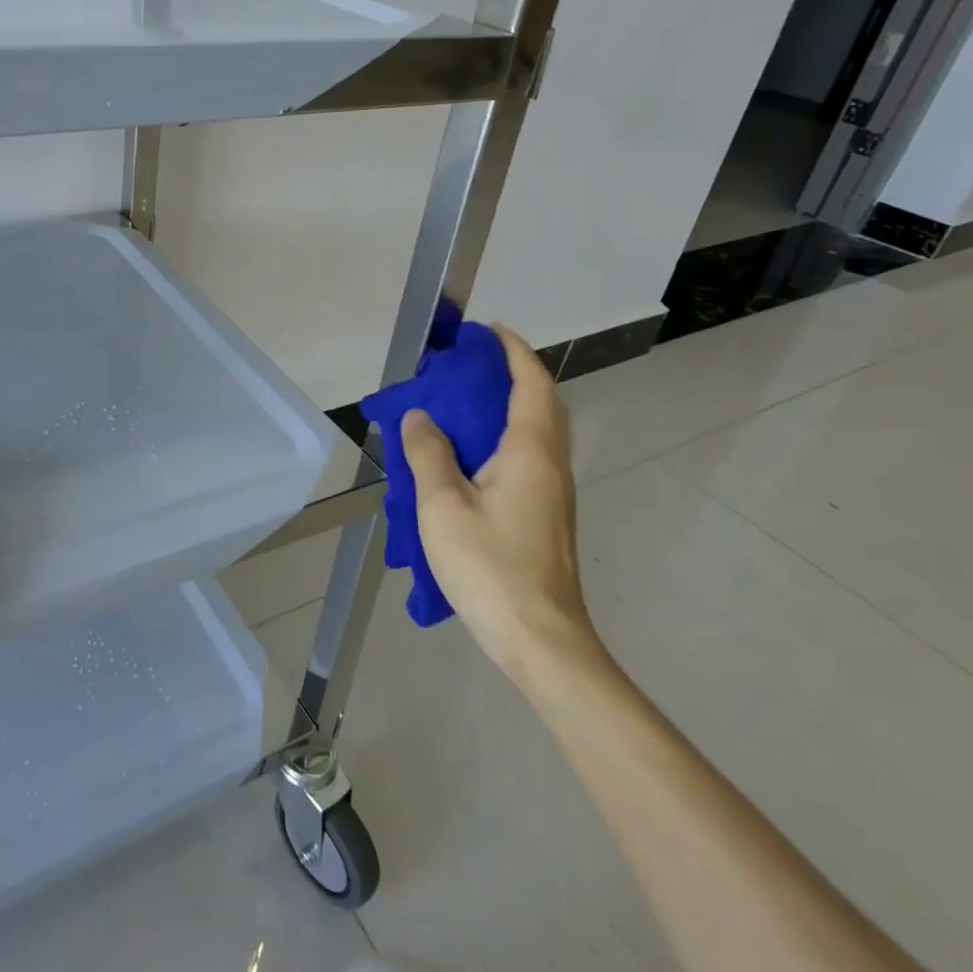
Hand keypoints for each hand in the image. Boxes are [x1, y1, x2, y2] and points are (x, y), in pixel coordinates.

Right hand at [400, 322, 592, 684]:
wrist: (540, 639)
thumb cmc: (490, 566)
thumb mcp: (442, 506)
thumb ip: (427, 454)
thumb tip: (419, 417)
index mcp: (530, 452)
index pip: (531, 384)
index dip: (514, 351)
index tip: (488, 331)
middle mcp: (550, 465)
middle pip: (542, 405)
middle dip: (512, 375)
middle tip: (470, 367)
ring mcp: (552, 493)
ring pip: (537, 433)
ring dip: (508, 407)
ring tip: (463, 405)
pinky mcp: (545, 516)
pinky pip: (528, 458)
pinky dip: (504, 438)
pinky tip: (469, 458)